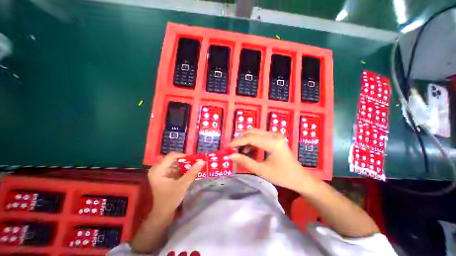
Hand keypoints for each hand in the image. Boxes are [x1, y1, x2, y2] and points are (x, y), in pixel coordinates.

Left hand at [148, 152, 204, 215]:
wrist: (163, 213)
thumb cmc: (170, 199)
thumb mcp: (182, 185)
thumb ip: (192, 172)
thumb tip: (202, 161)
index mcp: (158, 170)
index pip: (172, 156)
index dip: (183, 155)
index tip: (194, 159)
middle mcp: (158, 168)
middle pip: (174, 159)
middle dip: (185, 160)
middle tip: (196, 162)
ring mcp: (161, 171)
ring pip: (176, 163)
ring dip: (185, 164)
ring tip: (195, 166)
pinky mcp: (165, 174)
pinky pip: (176, 167)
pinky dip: (183, 168)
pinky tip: (190, 171)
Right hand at [230, 130, 317, 193]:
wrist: (299, 178)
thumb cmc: (282, 176)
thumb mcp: (261, 170)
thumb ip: (245, 162)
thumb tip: (230, 156)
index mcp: (273, 142)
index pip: (250, 137)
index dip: (237, 141)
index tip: (227, 147)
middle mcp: (274, 134)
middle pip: (252, 132)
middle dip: (240, 139)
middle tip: (232, 148)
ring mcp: (275, 135)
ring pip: (255, 133)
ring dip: (246, 141)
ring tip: (239, 151)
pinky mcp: (274, 138)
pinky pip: (259, 137)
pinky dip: (252, 143)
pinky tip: (248, 151)